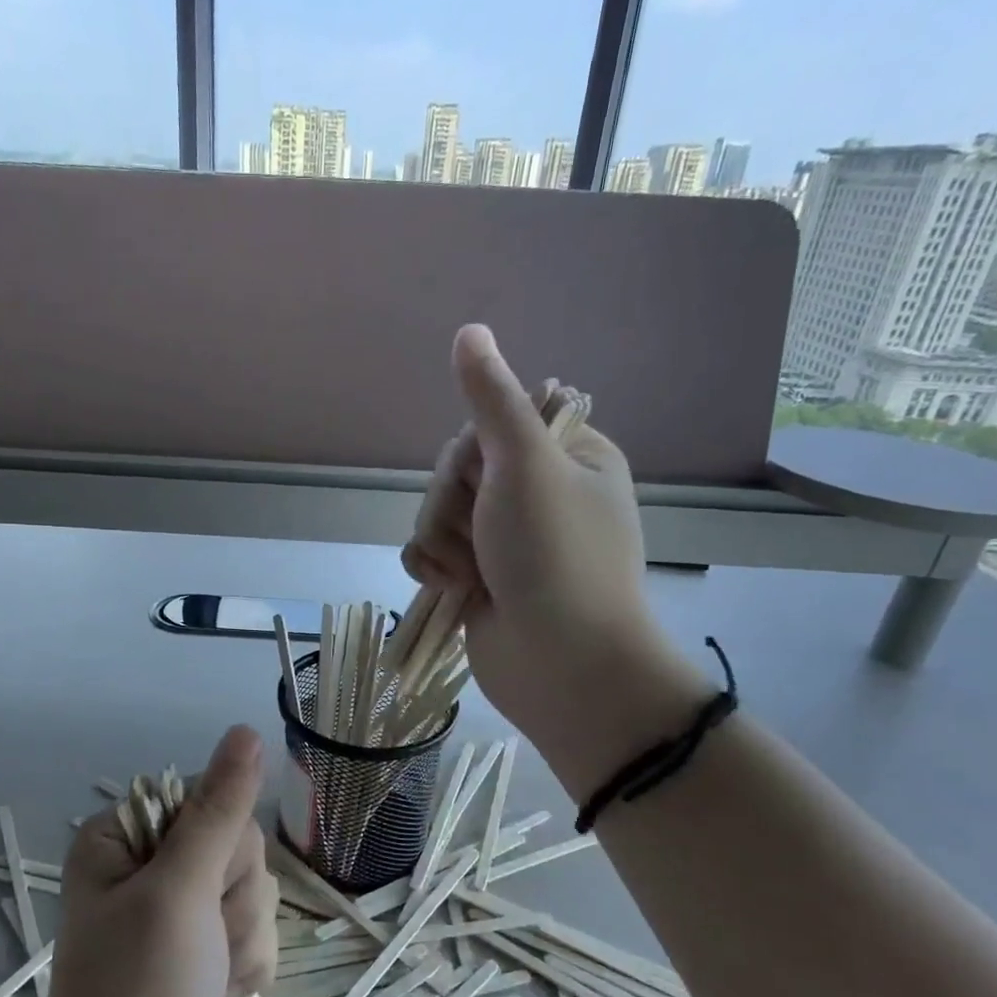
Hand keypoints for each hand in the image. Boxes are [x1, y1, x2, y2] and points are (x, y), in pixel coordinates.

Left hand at [20, 726, 277, 996]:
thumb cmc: (136, 996)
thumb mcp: (178, 893)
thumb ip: (219, 810)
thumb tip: (247, 731)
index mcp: (127, 834)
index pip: (213, 799)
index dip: (221, 848)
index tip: (194, 893)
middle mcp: (152, 861)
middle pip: (240, 847)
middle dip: (233, 902)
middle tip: (198, 943)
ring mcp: (181, 906)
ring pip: (256, 891)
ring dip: (243, 940)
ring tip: (205, 977)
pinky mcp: (205, 944)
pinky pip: (258, 930)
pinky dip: (246, 966)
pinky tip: (218, 993)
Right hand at [402, 325, 706, 786]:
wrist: (559, 666)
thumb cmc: (554, 558)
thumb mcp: (525, 465)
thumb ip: (491, 400)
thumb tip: (469, 330)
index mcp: (566, 456)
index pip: (490, 424)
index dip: (473, 453)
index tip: (487, 479)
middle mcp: (537, 493)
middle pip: (456, 470)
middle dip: (454, 506)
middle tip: (483, 537)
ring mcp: (505, 539)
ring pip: (436, 513)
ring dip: (442, 543)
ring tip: (472, 575)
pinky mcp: (478, 576)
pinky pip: (430, 552)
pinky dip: (434, 569)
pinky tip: (453, 590)